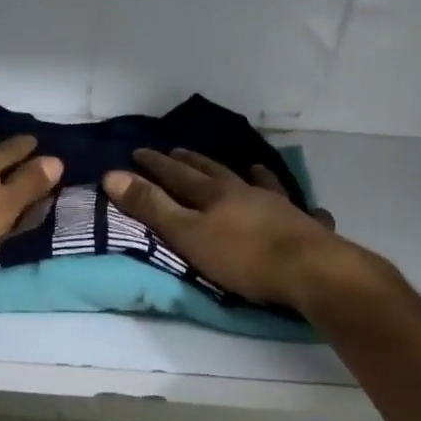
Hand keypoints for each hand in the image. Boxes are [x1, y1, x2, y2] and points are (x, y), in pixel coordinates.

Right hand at [102, 149, 349, 309]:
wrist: (308, 269)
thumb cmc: (242, 256)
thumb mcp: (187, 234)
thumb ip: (152, 207)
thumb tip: (112, 175)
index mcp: (213, 194)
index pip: (177, 175)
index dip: (156, 165)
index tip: (139, 151)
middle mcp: (244, 191)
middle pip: (213, 172)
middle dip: (192, 163)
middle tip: (178, 152)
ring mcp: (276, 205)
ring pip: (256, 182)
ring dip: (245, 173)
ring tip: (245, 164)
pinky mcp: (302, 224)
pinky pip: (295, 206)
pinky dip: (291, 201)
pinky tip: (301, 202)